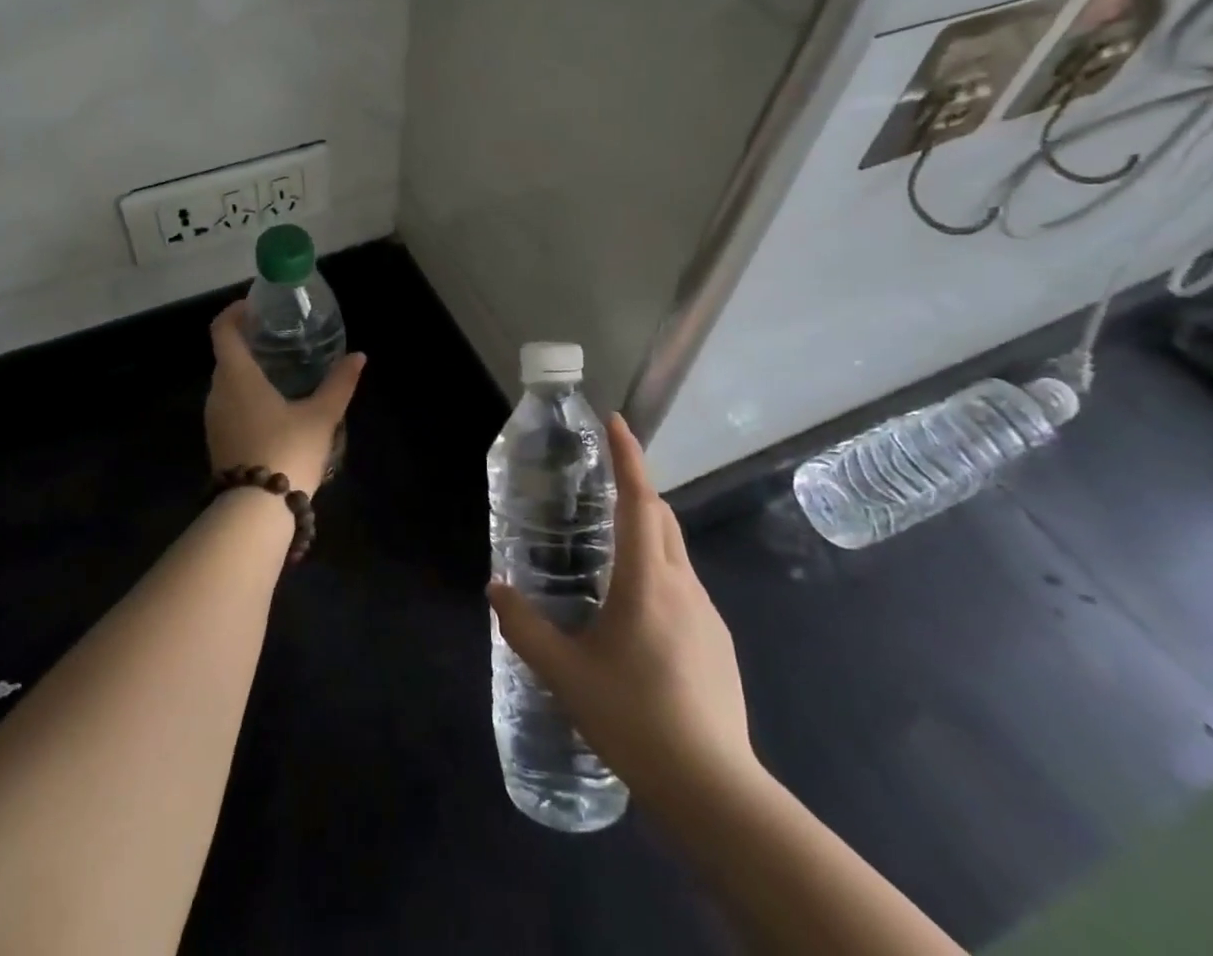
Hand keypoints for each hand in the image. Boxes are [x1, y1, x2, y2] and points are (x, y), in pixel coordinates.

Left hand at [204, 301, 364, 498]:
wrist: (256, 512)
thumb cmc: (287, 450)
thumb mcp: (321, 416)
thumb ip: (340, 384)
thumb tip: (359, 356)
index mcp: (236, 376)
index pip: (222, 330)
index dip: (235, 312)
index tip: (256, 307)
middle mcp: (217, 392)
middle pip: (225, 355)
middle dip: (247, 342)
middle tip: (278, 339)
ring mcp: (213, 420)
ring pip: (226, 383)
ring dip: (246, 372)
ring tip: (280, 371)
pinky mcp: (217, 442)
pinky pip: (228, 406)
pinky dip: (245, 396)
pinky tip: (273, 407)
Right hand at [488, 415, 756, 805]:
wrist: (714, 790)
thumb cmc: (634, 718)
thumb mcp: (565, 673)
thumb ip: (524, 626)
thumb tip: (494, 588)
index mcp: (647, 580)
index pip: (640, 500)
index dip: (628, 456)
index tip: (616, 421)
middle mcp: (683, 585)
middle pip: (662, 518)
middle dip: (635, 489)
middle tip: (600, 485)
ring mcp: (707, 615)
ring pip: (674, 553)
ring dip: (646, 534)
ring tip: (609, 553)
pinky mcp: (718, 644)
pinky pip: (683, 587)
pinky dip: (658, 573)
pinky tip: (635, 615)